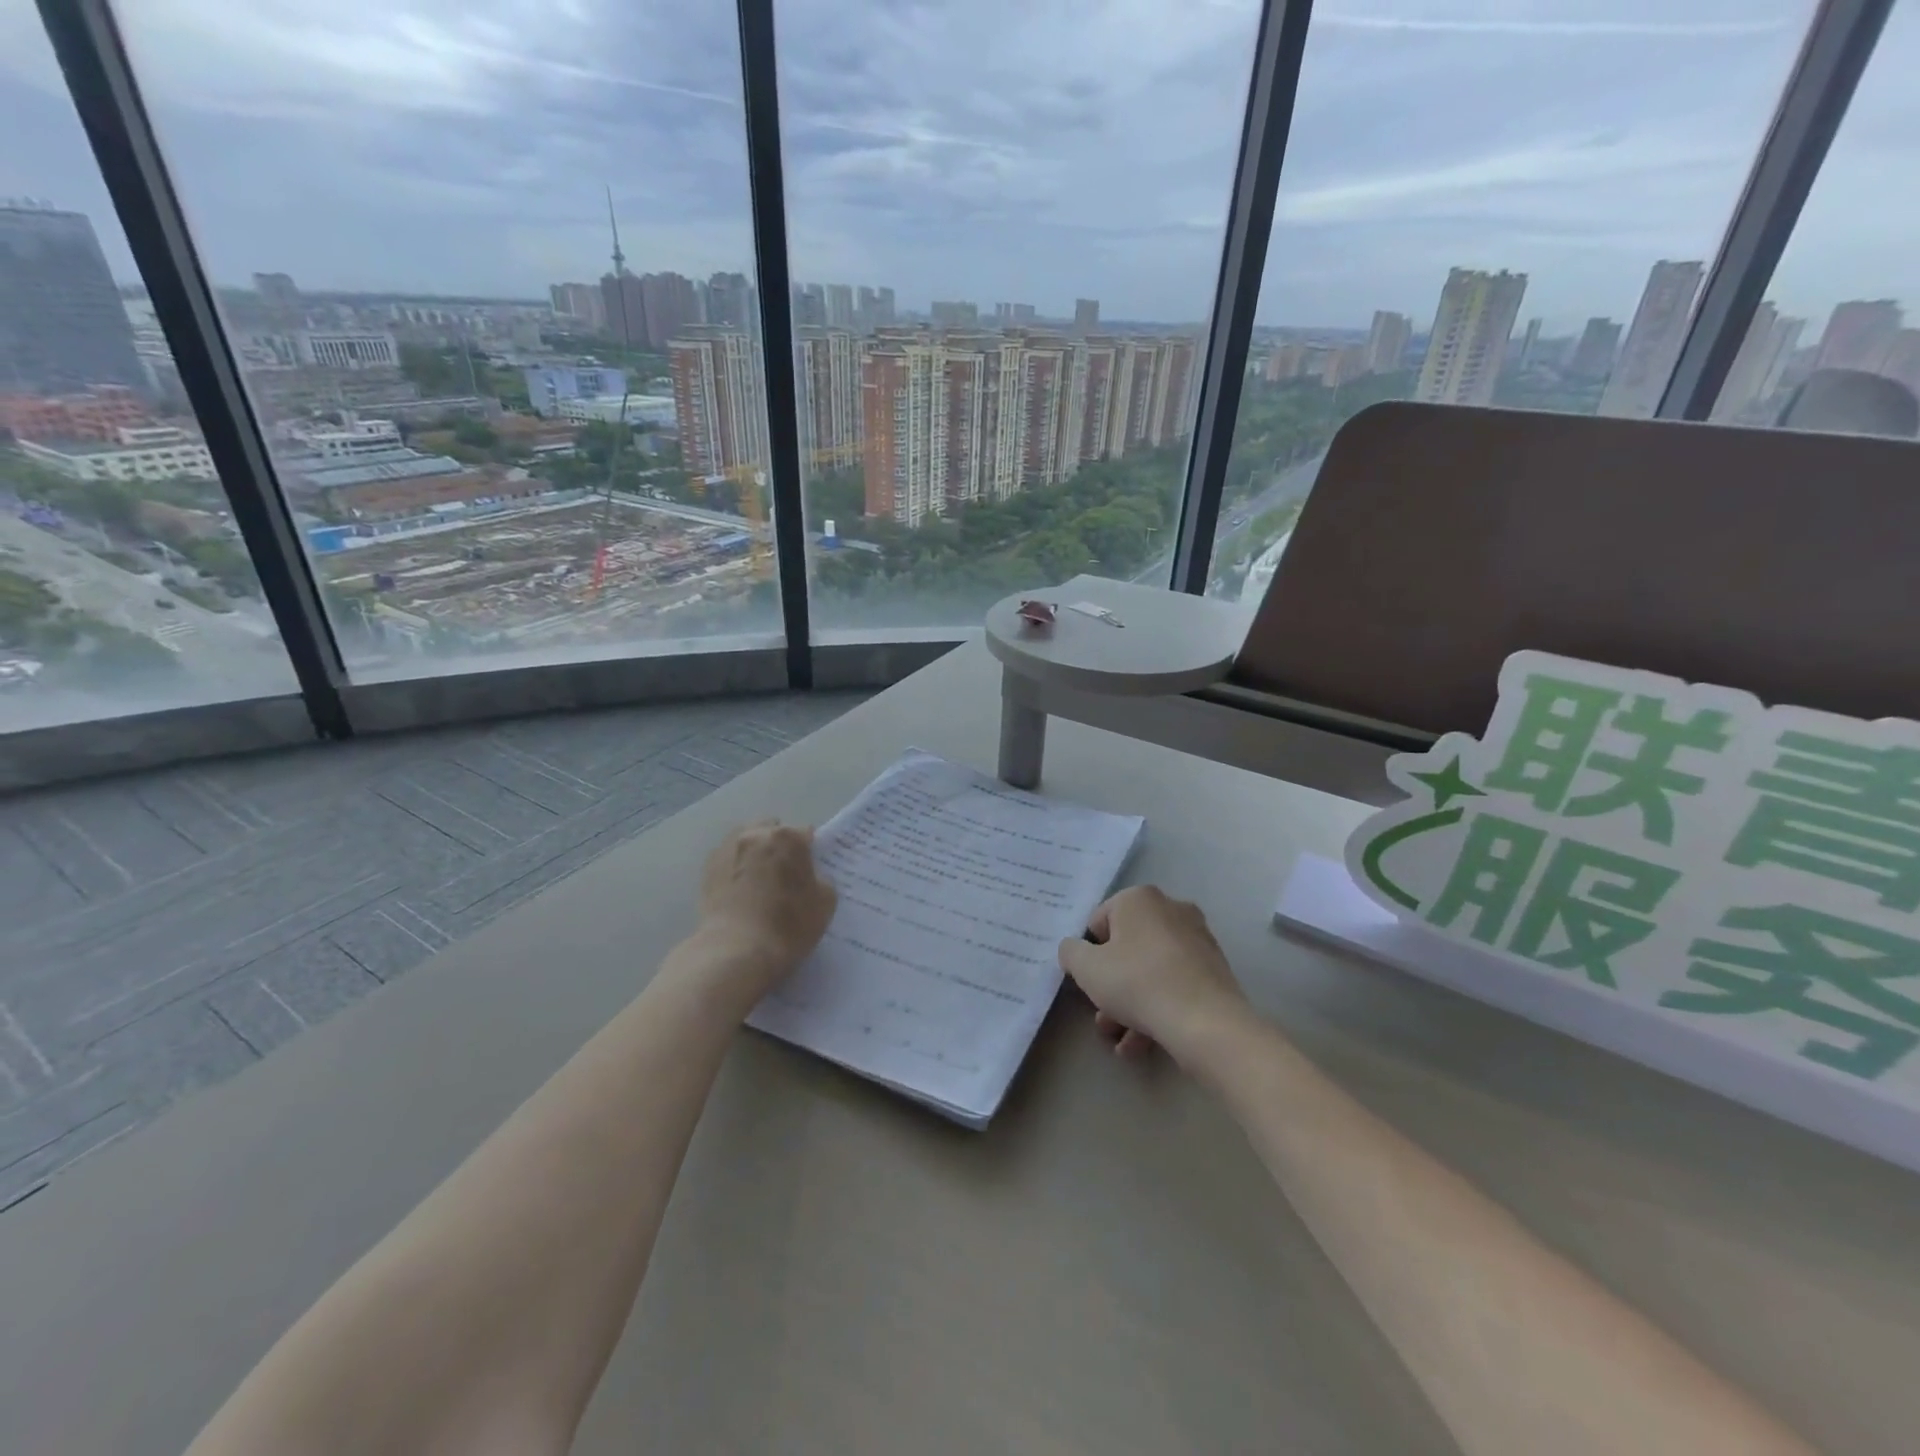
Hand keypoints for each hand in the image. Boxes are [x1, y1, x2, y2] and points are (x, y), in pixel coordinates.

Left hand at [689, 821, 836, 1005]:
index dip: (809, 851)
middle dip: (779, 845)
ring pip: (747, 839)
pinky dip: (736, 866)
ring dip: (756, 851)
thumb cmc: (788, 926)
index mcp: (788, 838)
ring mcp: (728, 848)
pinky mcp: (708, 868)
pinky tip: (740, 889)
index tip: (808, 870)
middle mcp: (756, 834)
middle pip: (773, 830)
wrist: (736, 951)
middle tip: (784, 873)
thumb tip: (808, 875)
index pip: (805, 833)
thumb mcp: (825, 902)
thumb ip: (820, 879)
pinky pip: (729, 858)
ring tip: (758, 880)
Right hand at [1058, 885, 1249, 1064]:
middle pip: (1127, 948)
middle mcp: (1171, 909)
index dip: (1089, 954)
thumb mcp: (1086, 968)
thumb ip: (1071, 952)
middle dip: (1111, 985)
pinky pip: (1175, 984)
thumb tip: (1074, 949)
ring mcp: (1197, 939)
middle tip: (1102, 1017)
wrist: (1205, 1022)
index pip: (1099, 922)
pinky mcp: (1215, 969)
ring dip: (1130, 1004)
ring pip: (1151, 970)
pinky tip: (1143, 1044)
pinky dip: (1157, 1008)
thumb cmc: (1137, 983)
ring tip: (1121, 1040)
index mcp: (1139, 898)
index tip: (1089, 982)